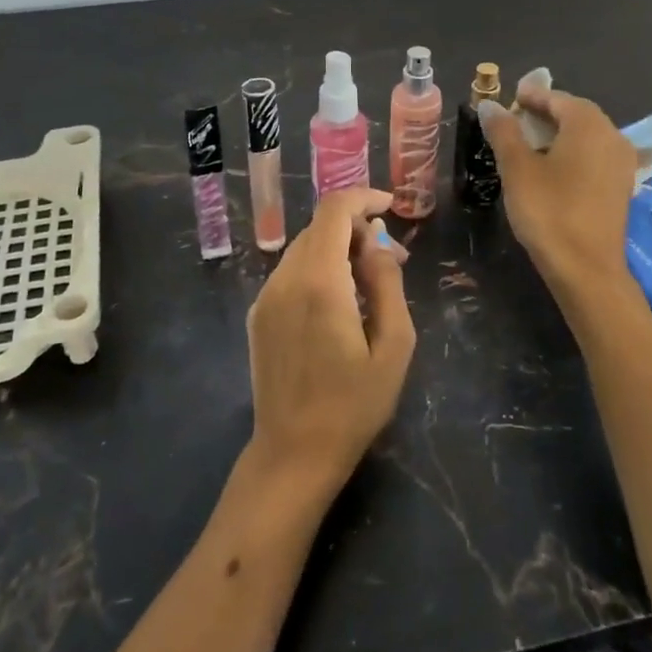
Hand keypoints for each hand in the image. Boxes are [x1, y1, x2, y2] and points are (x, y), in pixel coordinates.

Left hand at [244, 188, 415, 498]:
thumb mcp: (394, 345)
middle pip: (320, 227)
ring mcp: (265, 296)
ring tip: (369, 286)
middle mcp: (285, 279)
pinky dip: (318, 270)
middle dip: (357, 230)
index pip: (334, 210)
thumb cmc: (354, 404)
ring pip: (305, 248)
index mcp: (320, 282)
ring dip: (338, 250)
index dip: (363, 197)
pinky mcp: (258, 314)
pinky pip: (291, 273)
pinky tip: (338, 305)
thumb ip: (387, 283)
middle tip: (391, 261)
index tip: (391, 207)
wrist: (293, 453)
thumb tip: (377, 242)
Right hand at [480, 82, 637, 291]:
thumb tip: (489, 105)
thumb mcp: (517, 168)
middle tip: (514, 120)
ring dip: (558, 134)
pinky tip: (552, 168)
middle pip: (575, 114)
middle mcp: (612, 135)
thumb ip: (503, 131)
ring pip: (586, 136)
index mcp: (588, 124)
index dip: (531, 96)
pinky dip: (572, 153)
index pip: (556, 98)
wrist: (586, 268)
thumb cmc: (549, 211)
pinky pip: (594, 156)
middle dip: (545, 114)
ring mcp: (621, 162)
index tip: (509, 99)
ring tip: (528, 144)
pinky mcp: (621, 186)